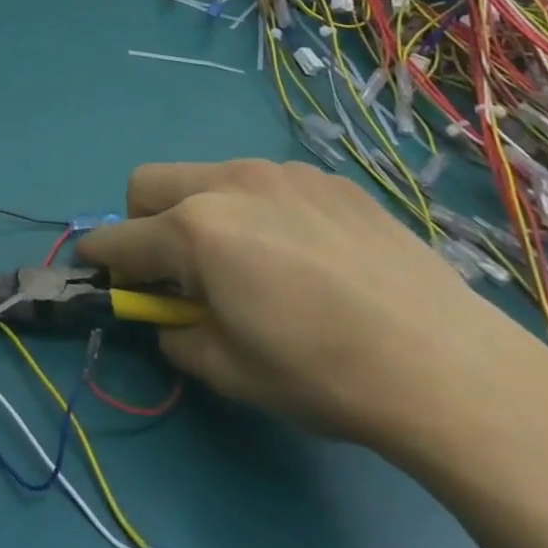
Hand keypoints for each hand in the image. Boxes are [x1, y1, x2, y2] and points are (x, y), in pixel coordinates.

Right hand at [77, 160, 547, 452]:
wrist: (452, 370)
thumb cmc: (323, 375)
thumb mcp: (230, 371)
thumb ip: (177, 335)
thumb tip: (168, 318)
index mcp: (195, 229)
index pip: (120, 238)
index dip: (100, 257)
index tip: (96, 270)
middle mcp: (228, 183)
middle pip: (148, 183)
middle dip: (142, 221)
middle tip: (177, 268)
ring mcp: (281, 173)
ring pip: (208, 176)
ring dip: (202, 210)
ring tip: (252, 260)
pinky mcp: (327, 179)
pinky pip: (266, 183)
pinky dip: (259, 210)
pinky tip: (307, 255)